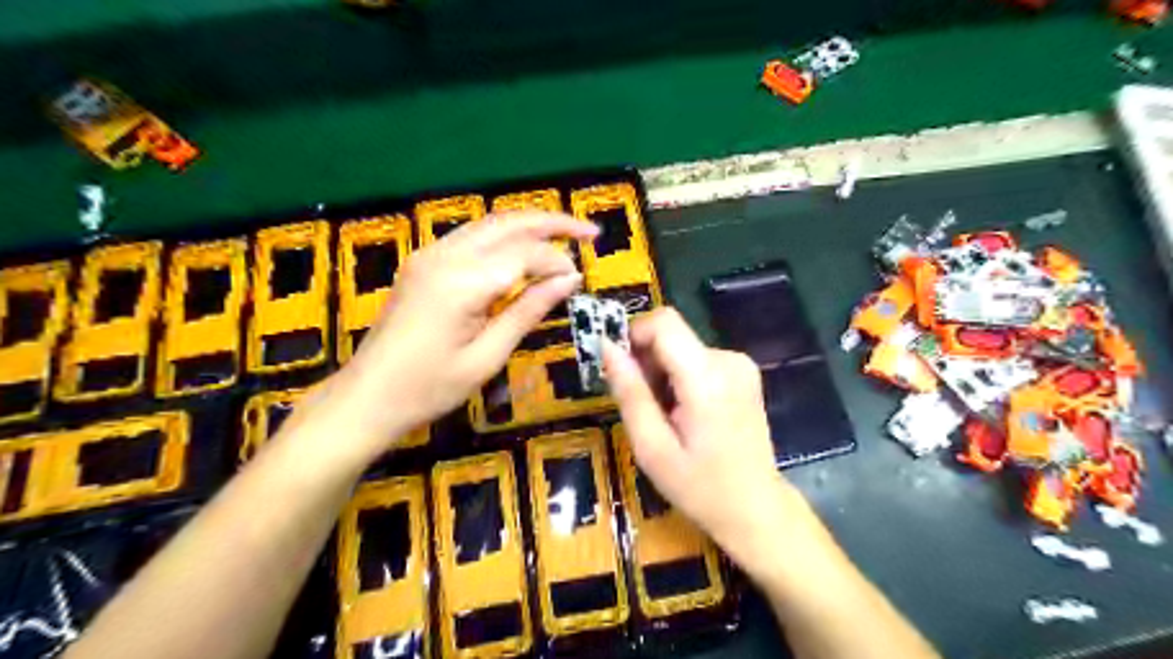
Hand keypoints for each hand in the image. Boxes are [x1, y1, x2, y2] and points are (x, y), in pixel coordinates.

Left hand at [319, 210, 596, 458]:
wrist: (366, 398)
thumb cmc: (428, 389)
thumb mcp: (487, 356)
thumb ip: (528, 311)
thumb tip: (568, 280)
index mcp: (462, 282)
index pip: (525, 253)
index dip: (557, 261)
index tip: (579, 278)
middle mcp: (445, 255)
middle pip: (509, 223)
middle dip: (553, 222)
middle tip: (590, 232)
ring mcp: (430, 255)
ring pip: (489, 224)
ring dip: (529, 224)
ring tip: (564, 235)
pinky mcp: (423, 262)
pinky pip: (472, 238)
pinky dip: (504, 237)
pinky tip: (523, 250)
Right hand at [606, 308, 796, 569]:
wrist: (756, 509)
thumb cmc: (700, 486)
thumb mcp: (652, 447)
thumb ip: (629, 392)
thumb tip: (606, 345)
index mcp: (707, 377)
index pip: (663, 322)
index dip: (633, 335)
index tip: (618, 368)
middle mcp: (728, 359)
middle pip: (671, 335)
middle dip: (646, 362)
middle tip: (642, 406)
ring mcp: (740, 364)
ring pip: (681, 347)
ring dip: (662, 373)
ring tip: (664, 417)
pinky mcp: (743, 373)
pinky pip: (697, 359)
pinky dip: (680, 378)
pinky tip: (684, 413)